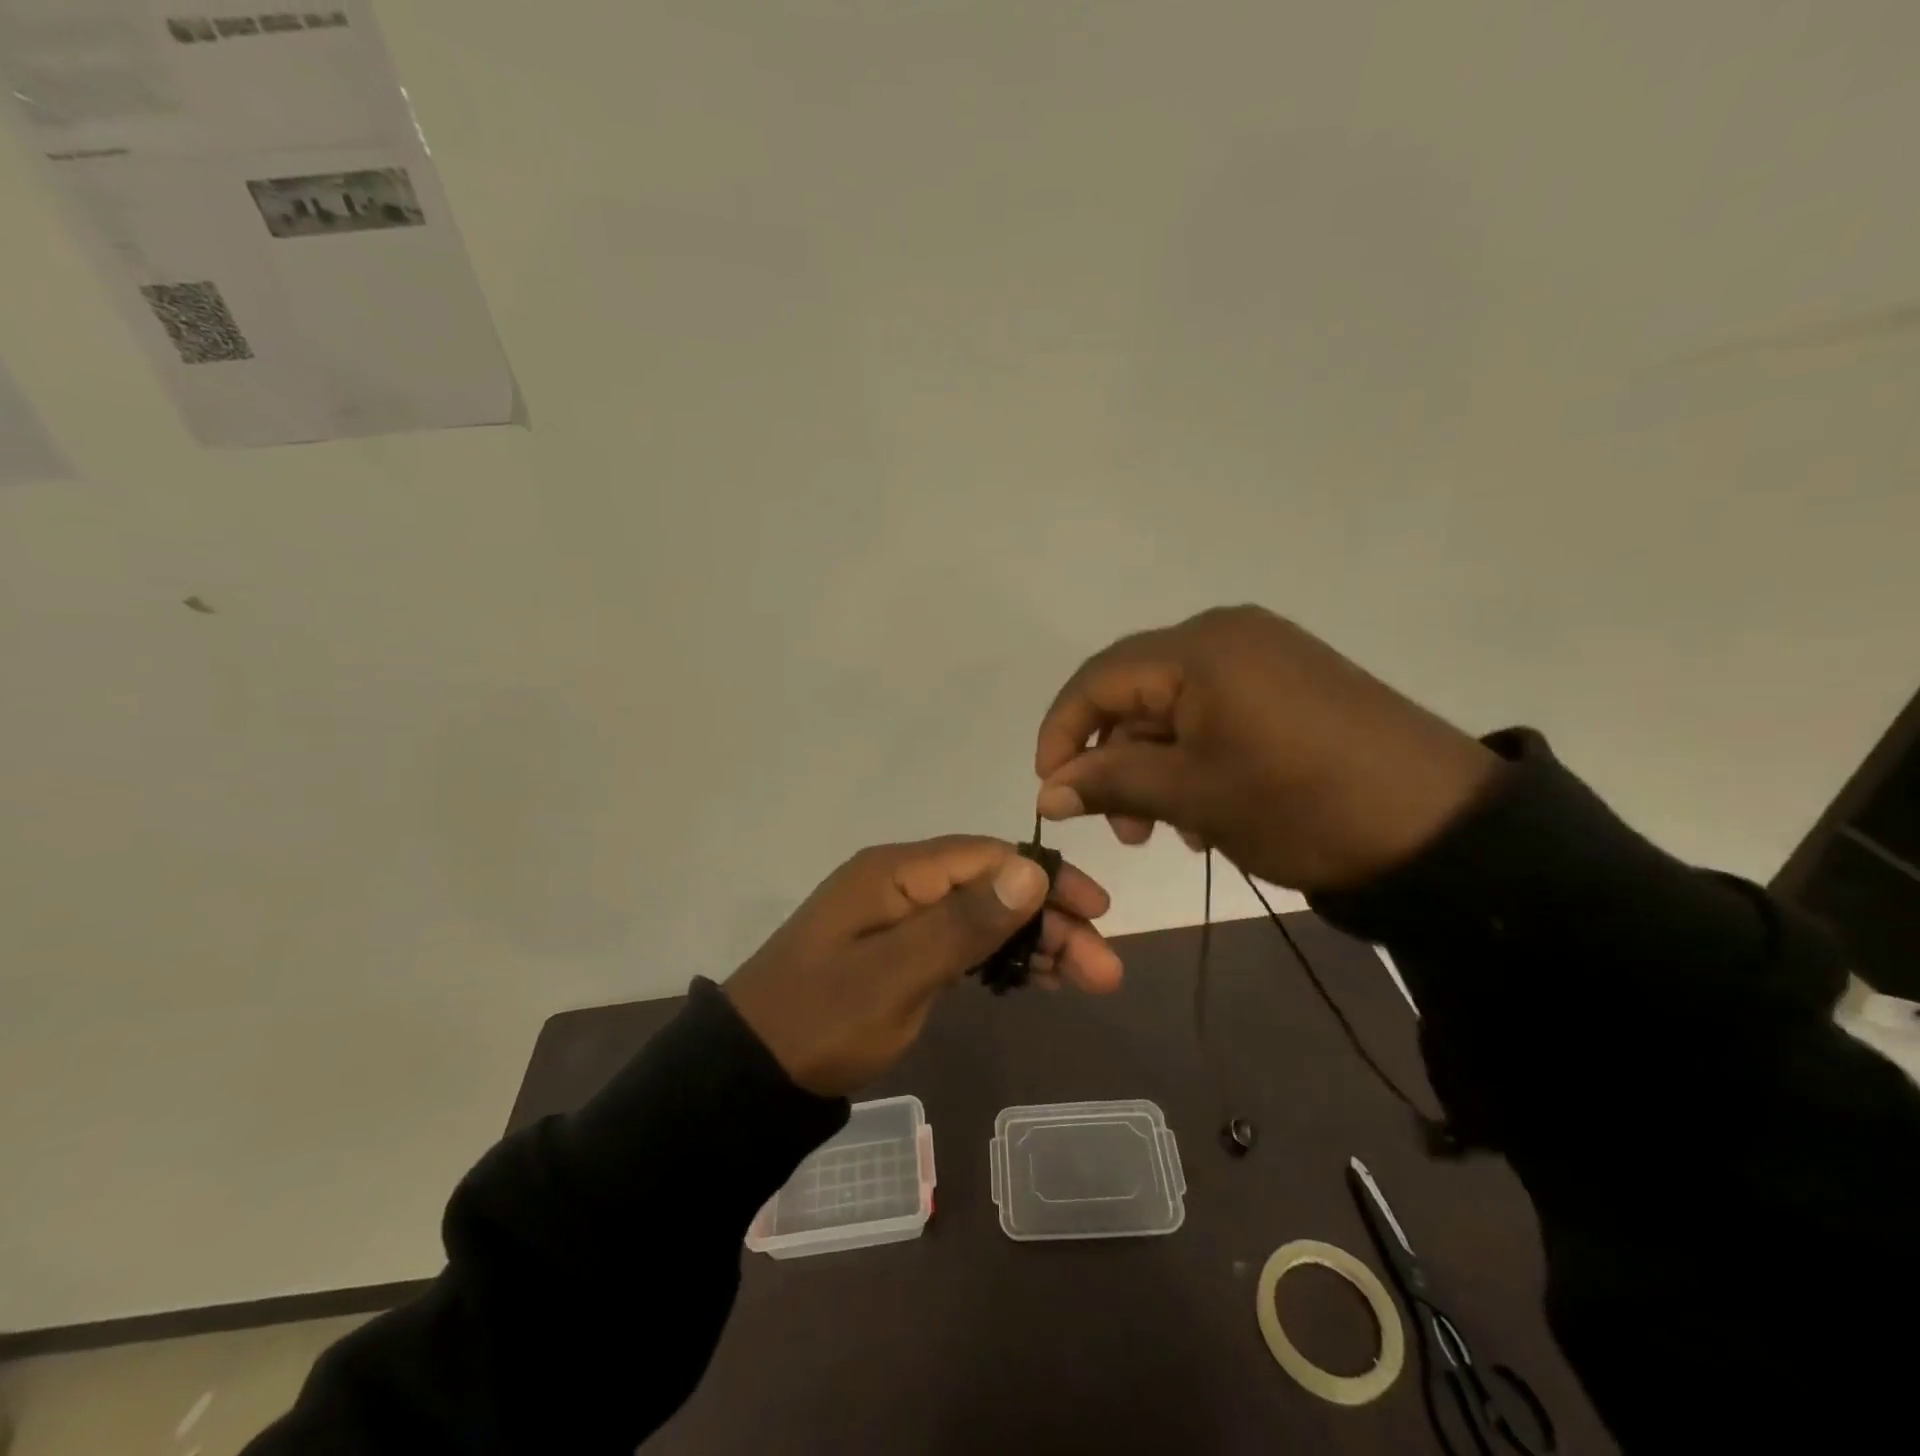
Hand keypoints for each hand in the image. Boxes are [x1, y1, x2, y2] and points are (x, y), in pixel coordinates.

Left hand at [724, 836, 1120, 1096]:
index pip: (989, 858)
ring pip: (983, 917)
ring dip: (1034, 943)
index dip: (1048, 880)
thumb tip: (1030, 869)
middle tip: (1103, 969)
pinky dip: (1002, 958)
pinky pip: (963, 943)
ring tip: (1085, 979)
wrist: (753, 1072)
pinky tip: (1038, 979)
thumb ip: (963, 923)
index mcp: (897, 873)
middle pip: (993, 888)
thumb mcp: (896, 975)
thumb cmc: (823, 1020)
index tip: (1098, 913)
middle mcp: (902, 884)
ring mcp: (901, 919)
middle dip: (1051, 922)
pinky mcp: (900, 951)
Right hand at [1033, 605, 1498, 892]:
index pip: (1098, 679)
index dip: (1062, 732)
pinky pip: (1217, 711)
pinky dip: (1196, 756)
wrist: (1440, 829)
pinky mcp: (1293, 681)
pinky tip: (1207, 808)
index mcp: (1199, 648)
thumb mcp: (1194, 796)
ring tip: (1166, 828)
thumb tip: (1047, 791)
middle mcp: (1227, 634)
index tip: (1049, 789)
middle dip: (1114, 757)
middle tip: (1120, 826)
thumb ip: (1110, 783)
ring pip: (1176, 706)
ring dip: (1155, 764)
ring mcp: (1265, 655)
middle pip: (1136, 691)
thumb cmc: (1300, 805)